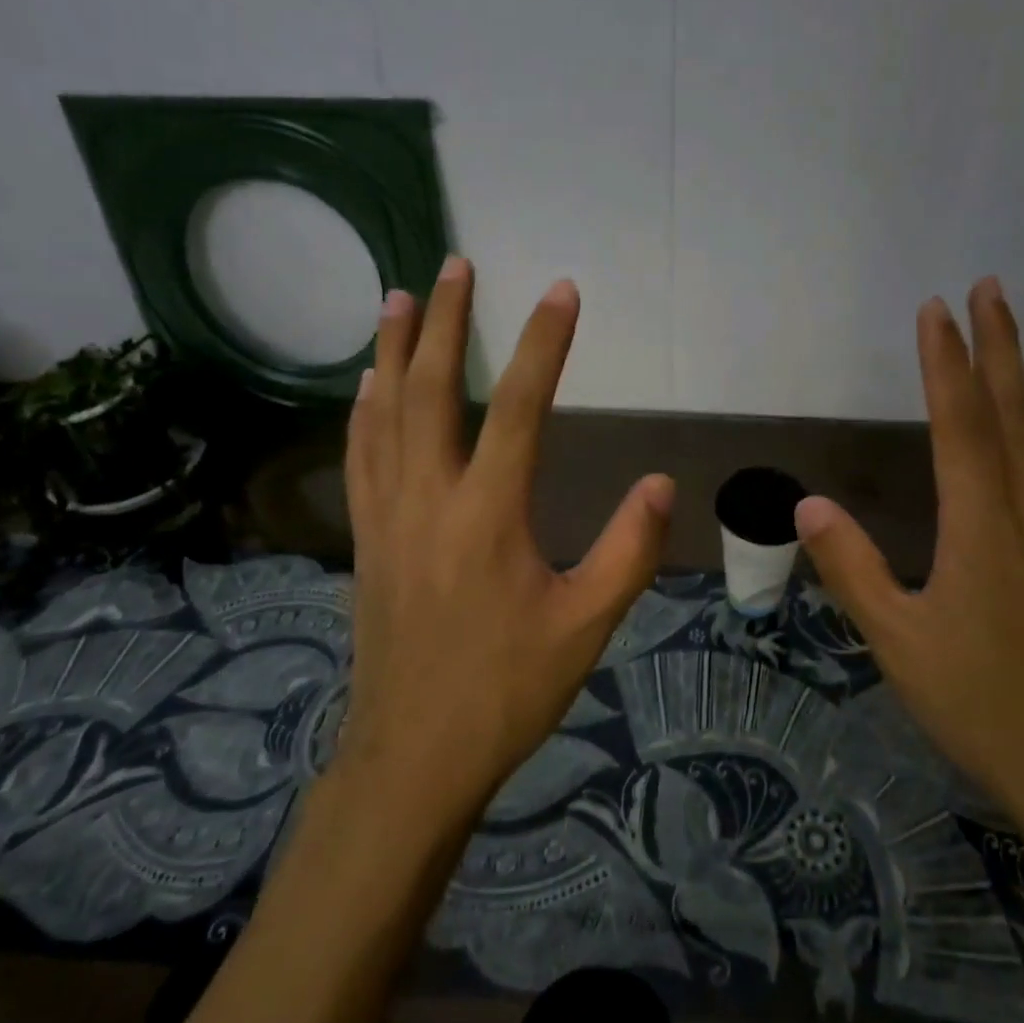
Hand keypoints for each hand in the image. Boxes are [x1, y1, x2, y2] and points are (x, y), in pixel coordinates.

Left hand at [339, 257, 674, 822]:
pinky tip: (367, 384)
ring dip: (392, 350)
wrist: (414, 756)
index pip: (521, 408)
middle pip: (432, 390)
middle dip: (446, 321)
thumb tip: (663, 483)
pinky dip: (364, 407)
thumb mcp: (588, 626)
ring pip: (383, 413)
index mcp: (488, 515)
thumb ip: (629, 551)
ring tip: (398, 299)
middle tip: (455, 266)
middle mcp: (429, 498)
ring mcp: (387, 515)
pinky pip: (360, 454)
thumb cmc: (507, 690)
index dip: (546, 344)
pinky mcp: (366, 537)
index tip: (562, 291)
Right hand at [794, 277, 1023, 827]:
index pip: (961, 424)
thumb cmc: (977, 703)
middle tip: (992, 290)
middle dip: (999, 348)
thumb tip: (807, 506)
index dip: (946, 364)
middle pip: (1014, 416)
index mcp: (981, 526)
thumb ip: (853, 569)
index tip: (935, 311)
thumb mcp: (896, 640)